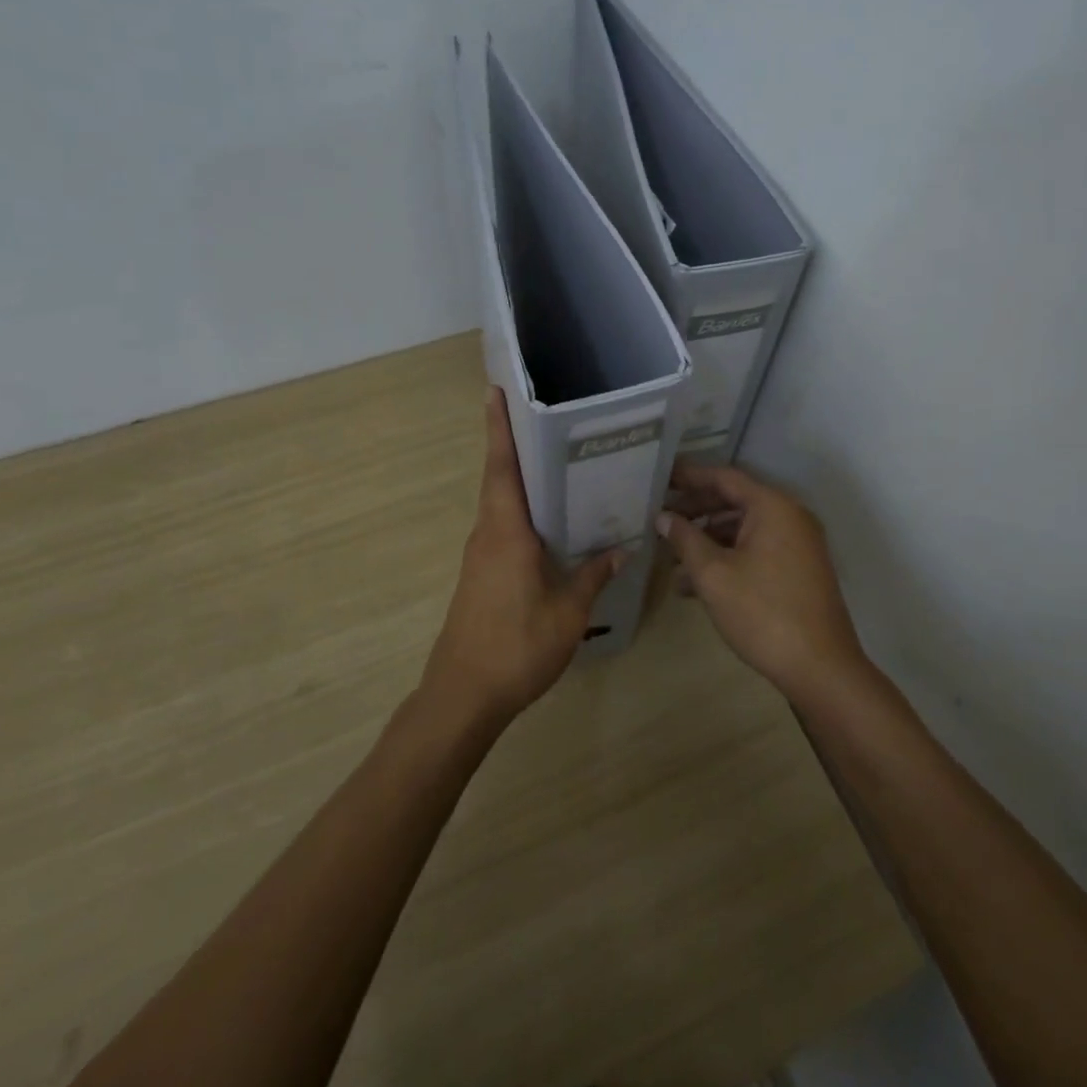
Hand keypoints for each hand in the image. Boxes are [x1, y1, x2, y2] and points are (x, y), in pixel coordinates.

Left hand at [422, 388, 624, 725]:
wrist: (463, 695)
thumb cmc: (516, 647)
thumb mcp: (568, 612)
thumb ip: (593, 575)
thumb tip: (623, 547)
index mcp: (506, 531)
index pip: (501, 467)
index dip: (499, 428)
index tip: (495, 391)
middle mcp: (489, 533)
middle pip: (499, 476)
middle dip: (513, 442)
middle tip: (542, 412)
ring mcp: (482, 554)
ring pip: (500, 501)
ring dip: (518, 475)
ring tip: (555, 456)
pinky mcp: (482, 573)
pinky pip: (502, 525)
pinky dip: (520, 508)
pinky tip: (548, 517)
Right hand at [659, 463, 866, 703]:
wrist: (821, 669)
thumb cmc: (762, 613)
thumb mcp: (713, 574)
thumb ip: (685, 539)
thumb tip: (663, 517)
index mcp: (773, 507)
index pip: (724, 477)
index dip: (689, 476)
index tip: (660, 477)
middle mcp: (790, 517)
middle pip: (734, 500)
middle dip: (695, 509)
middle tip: (660, 517)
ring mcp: (798, 544)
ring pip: (743, 528)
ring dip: (707, 539)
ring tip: (670, 557)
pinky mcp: (798, 570)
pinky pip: (756, 549)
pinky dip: (728, 557)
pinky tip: (695, 583)